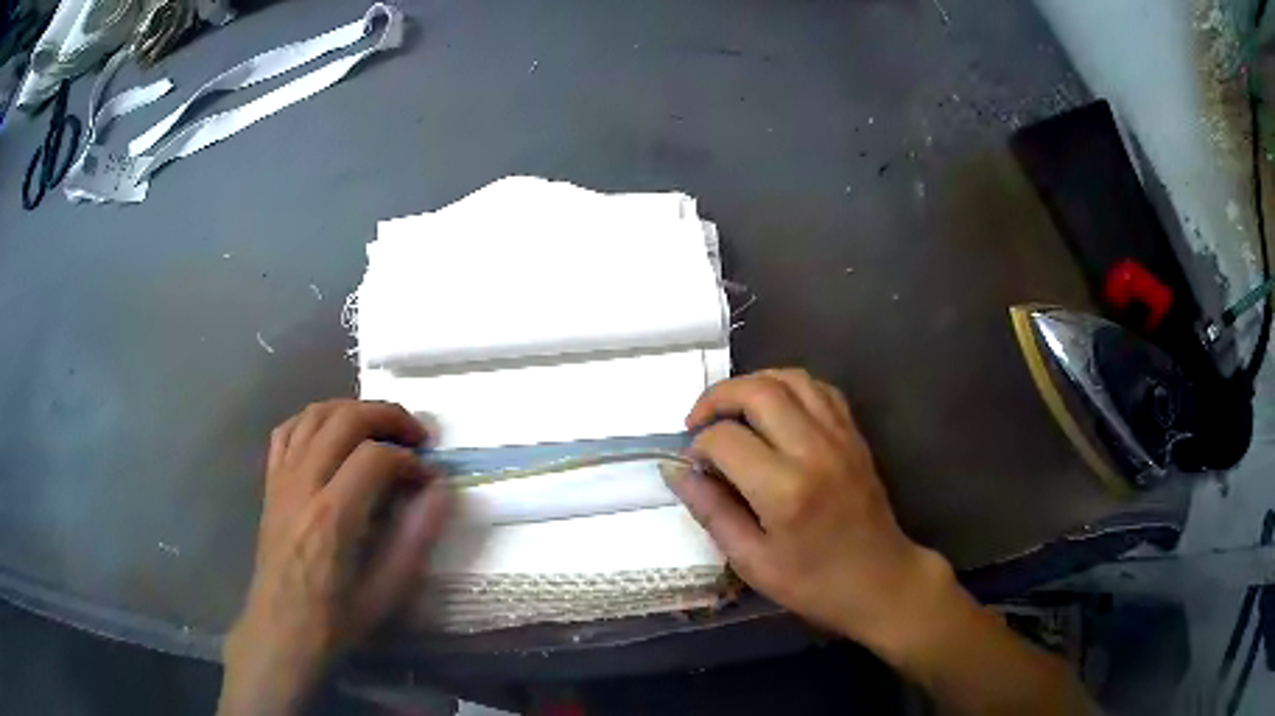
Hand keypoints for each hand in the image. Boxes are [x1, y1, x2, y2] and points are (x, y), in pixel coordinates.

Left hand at [219, 401, 450, 715]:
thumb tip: (441, 491)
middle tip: (416, 435)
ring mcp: (282, 479)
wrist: (281, 630)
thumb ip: (415, 539)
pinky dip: (315, 419)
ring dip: (353, 410)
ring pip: (314, 415)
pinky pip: (288, 430)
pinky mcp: (270, 483)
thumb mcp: (386, 593)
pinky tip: (332, 433)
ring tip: (380, 426)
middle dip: (387, 416)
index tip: (428, 479)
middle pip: (344, 420)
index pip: (375, 457)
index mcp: (333, 517)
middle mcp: (303, 485)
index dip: (410, 460)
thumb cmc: (336, 619)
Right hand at [665, 369, 952, 653]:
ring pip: (791, 378)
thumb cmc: (813, 583)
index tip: (691, 465)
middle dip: (717, 398)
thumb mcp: (752, 561)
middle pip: (758, 391)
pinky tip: (775, 410)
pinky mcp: (854, 435)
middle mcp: (814, 451)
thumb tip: (676, 470)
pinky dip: (790, 387)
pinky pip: (820, 389)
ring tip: (732, 410)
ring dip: (753, 384)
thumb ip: (712, 511)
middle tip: (698, 422)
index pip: (725, 439)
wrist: (881, 580)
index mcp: (784, 491)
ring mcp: (840, 437)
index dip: (697, 446)